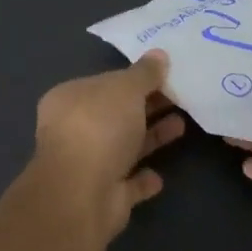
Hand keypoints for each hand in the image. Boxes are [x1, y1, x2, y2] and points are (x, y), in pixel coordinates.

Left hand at [32, 52, 185, 243]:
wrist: (83, 194)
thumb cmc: (100, 128)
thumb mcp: (126, 89)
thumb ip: (144, 73)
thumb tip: (159, 54)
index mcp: (69, 99)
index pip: (105, 83)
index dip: (134, 78)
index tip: (165, 75)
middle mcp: (74, 131)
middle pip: (116, 114)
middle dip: (147, 106)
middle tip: (181, 97)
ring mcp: (87, 166)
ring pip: (124, 147)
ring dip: (151, 137)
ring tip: (182, 125)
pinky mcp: (103, 196)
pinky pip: (128, 183)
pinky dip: (143, 179)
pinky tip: (160, 176)